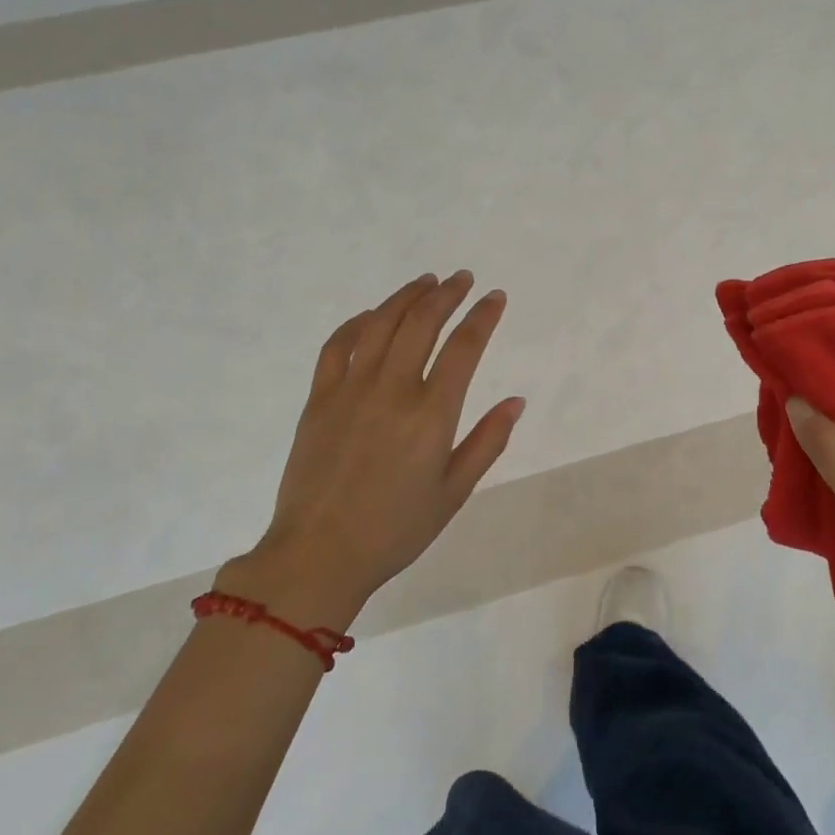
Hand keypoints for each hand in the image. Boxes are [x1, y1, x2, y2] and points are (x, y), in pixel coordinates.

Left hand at [219, 272, 524, 627]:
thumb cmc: (395, 529)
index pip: (464, 347)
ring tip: (425, 282)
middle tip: (462, 278)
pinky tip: (372, 315)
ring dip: (406, 297)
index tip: (495, 297)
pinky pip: (337, 345)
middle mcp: (392, 390)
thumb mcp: (454, 492)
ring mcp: (350, 390)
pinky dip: (357, 322)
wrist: (317, 555)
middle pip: (422, 322)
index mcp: (431, 414)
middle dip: (446, 293)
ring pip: (380, 324)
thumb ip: (487, 442)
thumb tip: (516, 401)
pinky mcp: (319, 398)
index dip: (483, 316)